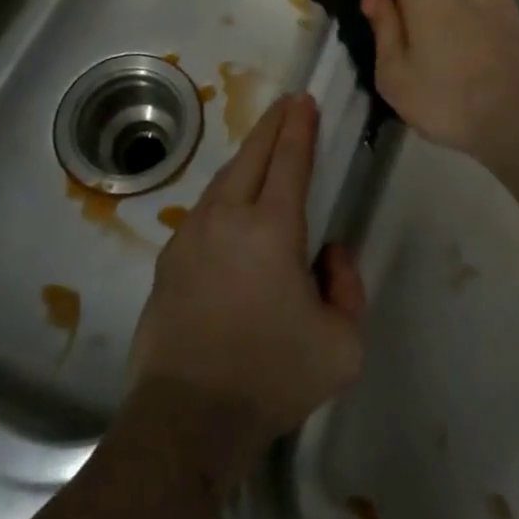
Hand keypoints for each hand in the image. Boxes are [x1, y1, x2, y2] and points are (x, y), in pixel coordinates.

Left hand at [128, 94, 364, 490]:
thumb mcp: (342, 344)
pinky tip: (230, 205)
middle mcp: (228, 217)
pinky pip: (203, 210)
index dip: (300, 127)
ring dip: (246, 156)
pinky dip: (224, 192)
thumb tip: (329, 253)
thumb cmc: (272, 377)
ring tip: (262, 147)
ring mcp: (192, 234)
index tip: (305, 101)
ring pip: (223, 179)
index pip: (289, 160)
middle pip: (252, 155)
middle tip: (287, 104)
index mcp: (272, 228)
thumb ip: (348, 287)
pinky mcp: (170, 258)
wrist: (187, 417)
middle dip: (272, 124)